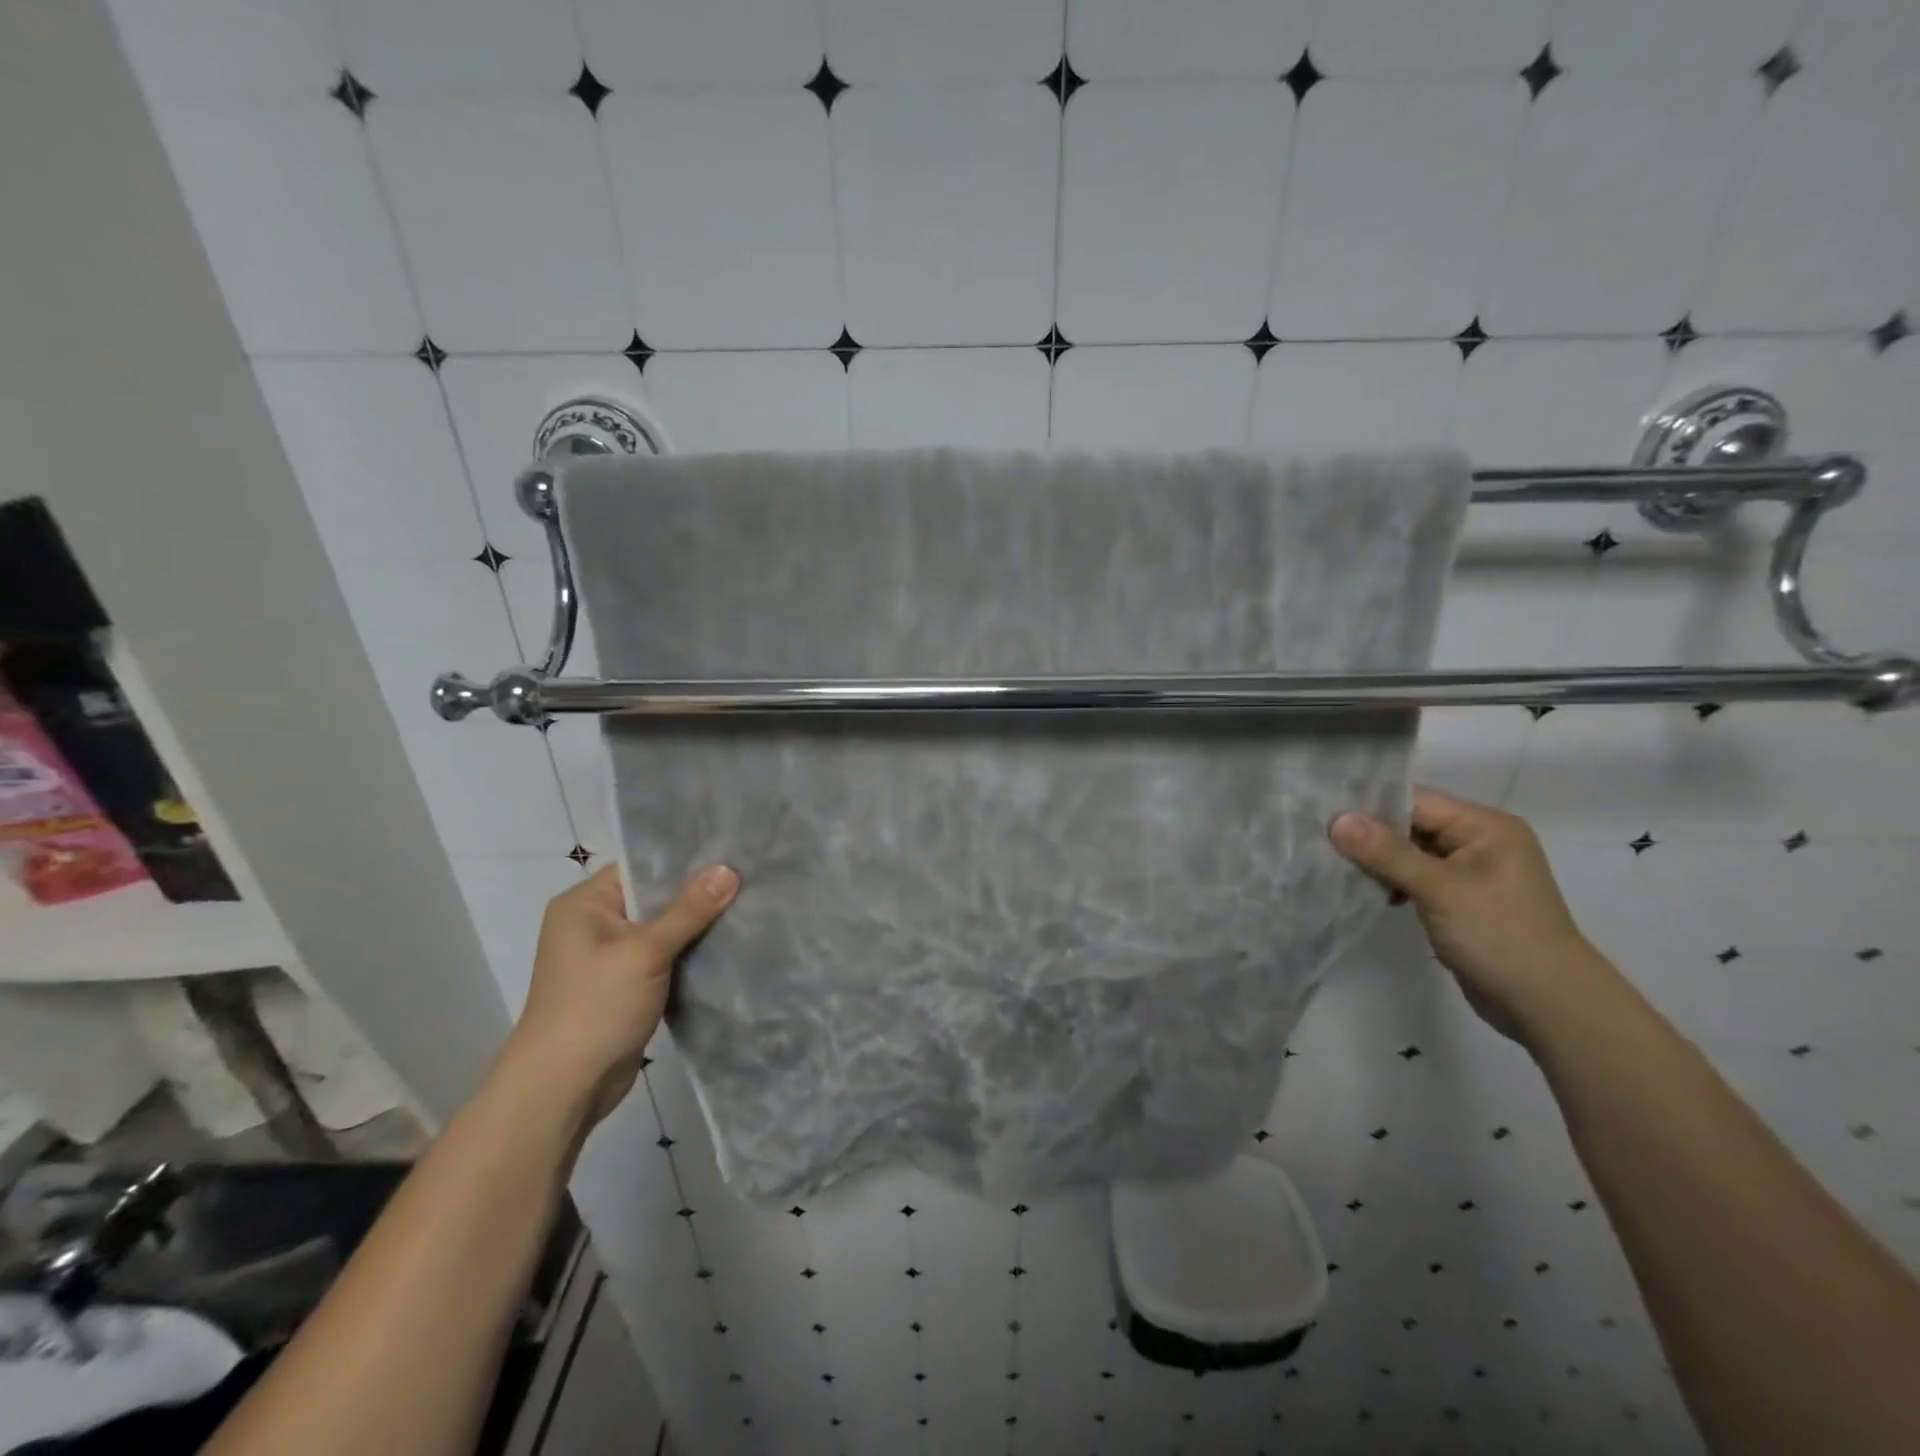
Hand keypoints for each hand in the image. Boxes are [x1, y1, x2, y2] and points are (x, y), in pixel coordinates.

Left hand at [504, 862, 738, 1123]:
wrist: (564, 1088)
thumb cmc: (596, 1006)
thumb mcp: (646, 951)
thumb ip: (689, 910)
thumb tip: (729, 869)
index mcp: (584, 904)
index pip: (641, 867)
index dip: (685, 860)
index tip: (731, 853)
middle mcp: (593, 924)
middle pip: (655, 897)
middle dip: (698, 894)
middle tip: (748, 879)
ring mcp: (609, 958)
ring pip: (663, 930)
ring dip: (697, 927)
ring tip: (747, 907)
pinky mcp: (625, 986)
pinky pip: (663, 958)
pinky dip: (689, 954)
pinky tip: (727, 945)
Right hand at [1328, 788, 1611, 1042]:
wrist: (1548, 1005)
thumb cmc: (1499, 935)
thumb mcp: (1439, 889)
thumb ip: (1386, 852)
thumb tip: (1337, 820)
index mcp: (1485, 827)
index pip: (1416, 802)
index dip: (1371, 808)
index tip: (1325, 817)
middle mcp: (1480, 842)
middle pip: (1412, 825)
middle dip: (1371, 836)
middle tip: (1322, 842)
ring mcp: (1472, 873)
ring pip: (1412, 853)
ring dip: (1379, 862)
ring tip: (1338, 868)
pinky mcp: (1462, 901)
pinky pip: (1418, 878)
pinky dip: (1394, 882)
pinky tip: (1370, 892)